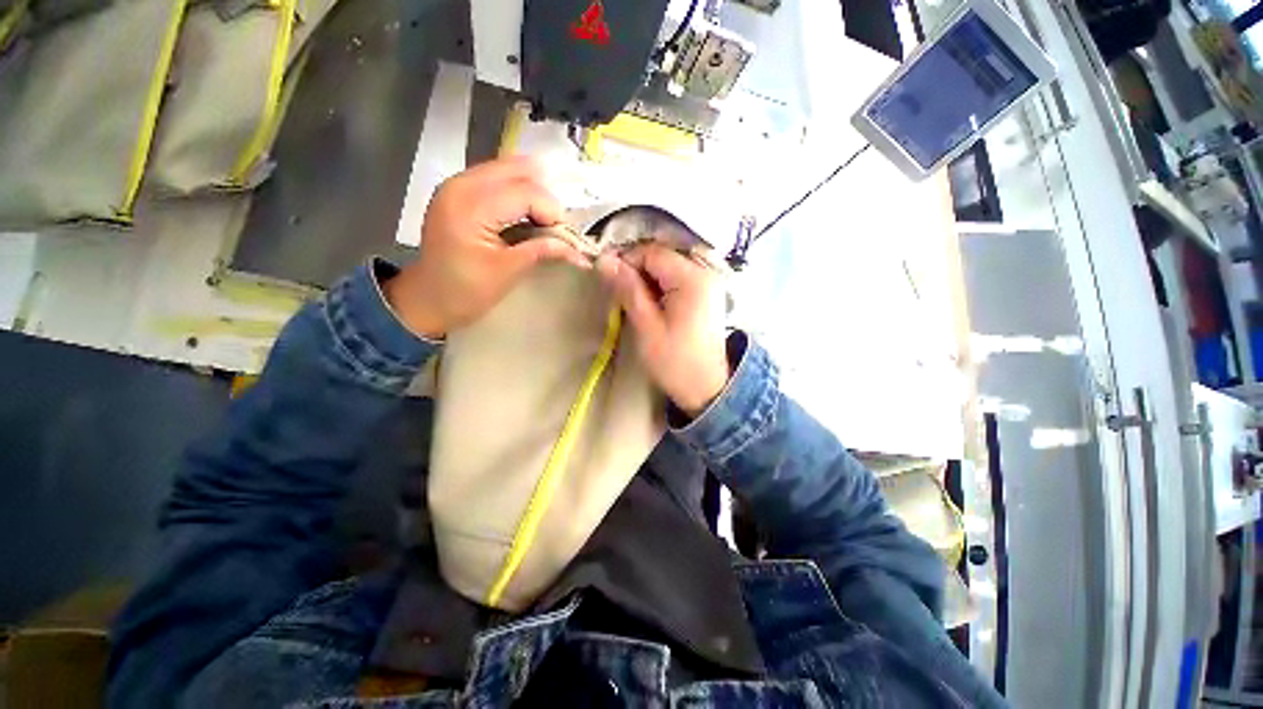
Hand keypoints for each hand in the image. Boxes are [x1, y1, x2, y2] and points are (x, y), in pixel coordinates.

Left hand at [384, 156, 589, 336]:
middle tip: (556, 228)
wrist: (427, 299)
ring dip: (532, 191)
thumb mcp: (508, 272)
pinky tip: (526, 212)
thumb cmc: (466, 292)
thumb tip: (579, 251)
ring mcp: (456, 184)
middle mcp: (461, 184)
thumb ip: (542, 251)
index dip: (552, 213)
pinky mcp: (457, 190)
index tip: (566, 239)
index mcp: (471, 207)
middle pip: (518, 172)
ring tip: (543, 221)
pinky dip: (516, 191)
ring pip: (507, 169)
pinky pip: (495, 177)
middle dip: (544, 198)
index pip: (526, 192)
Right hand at [597, 244, 729, 416]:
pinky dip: (661, 287)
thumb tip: (604, 260)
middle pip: (662, 257)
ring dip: (648, 281)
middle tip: (622, 296)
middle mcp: (705, 272)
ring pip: (668, 267)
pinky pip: (678, 279)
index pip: (652, 252)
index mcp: (692, 279)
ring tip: (637, 304)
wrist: (708, 388)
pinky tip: (653, 306)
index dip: (627, 261)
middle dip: (638, 272)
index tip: (610, 280)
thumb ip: (627, 290)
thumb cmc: (675, 361)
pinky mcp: (707, 293)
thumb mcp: (647, 326)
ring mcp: (709, 282)